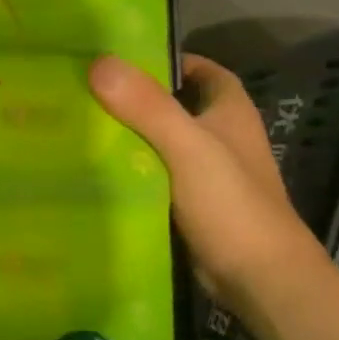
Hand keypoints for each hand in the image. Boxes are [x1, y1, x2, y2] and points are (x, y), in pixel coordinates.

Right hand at [88, 52, 322, 306]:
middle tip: (83, 90)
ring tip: (77, 125)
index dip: (170, 61)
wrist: (260, 280)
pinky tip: (92, 170)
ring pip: (160, 143)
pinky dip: (128, 171)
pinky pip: (153, 176)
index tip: (121, 59)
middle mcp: (220, 140)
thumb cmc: (232, 205)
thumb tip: (99, 62)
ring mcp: (206, 175)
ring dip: (127, 136)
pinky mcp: (190, 206)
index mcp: (230, 115)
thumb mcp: (188, 147)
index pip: (204, 72)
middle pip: (175, 106)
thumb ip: (147, 107)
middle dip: (135, 98)